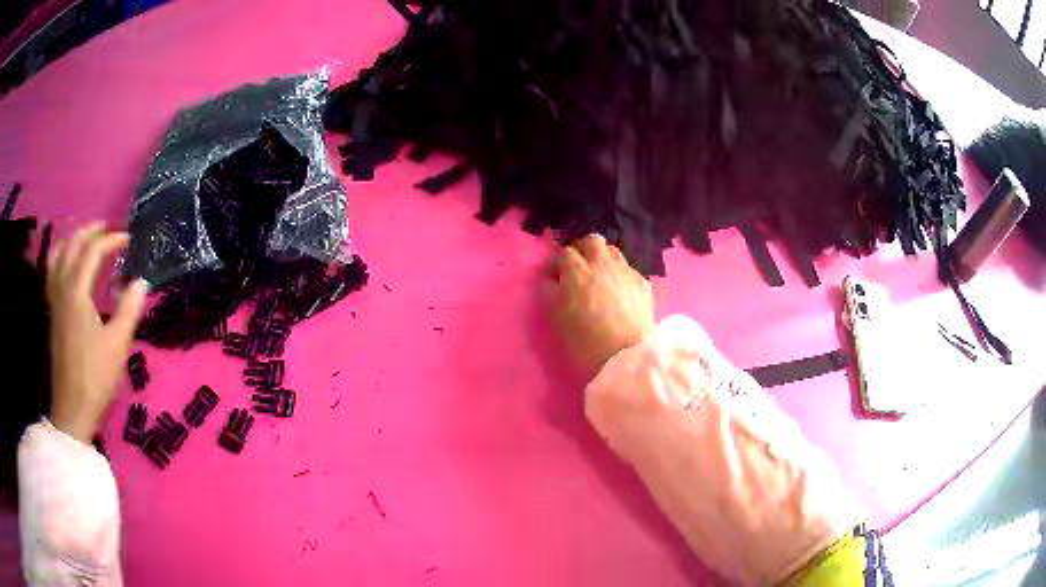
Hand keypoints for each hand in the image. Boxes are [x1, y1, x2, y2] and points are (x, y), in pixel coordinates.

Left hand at [47, 223, 148, 444]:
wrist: (72, 409)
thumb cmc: (95, 378)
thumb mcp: (118, 345)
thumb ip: (129, 309)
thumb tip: (142, 281)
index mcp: (77, 291)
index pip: (93, 250)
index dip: (112, 240)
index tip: (129, 240)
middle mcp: (62, 286)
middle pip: (73, 244)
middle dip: (92, 232)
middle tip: (109, 232)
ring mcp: (54, 299)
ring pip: (59, 254)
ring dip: (74, 240)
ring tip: (88, 240)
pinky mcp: (52, 311)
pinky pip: (53, 270)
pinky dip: (61, 256)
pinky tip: (69, 264)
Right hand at [547, 234, 655, 379]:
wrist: (627, 356)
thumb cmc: (585, 341)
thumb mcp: (557, 318)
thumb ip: (551, 292)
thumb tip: (551, 279)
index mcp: (578, 271)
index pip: (564, 253)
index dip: (557, 263)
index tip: (554, 275)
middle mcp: (603, 264)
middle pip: (592, 241)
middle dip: (582, 250)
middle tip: (577, 268)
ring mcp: (626, 272)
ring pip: (613, 252)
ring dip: (603, 259)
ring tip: (599, 277)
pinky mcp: (643, 284)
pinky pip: (629, 269)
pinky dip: (620, 275)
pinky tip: (619, 291)